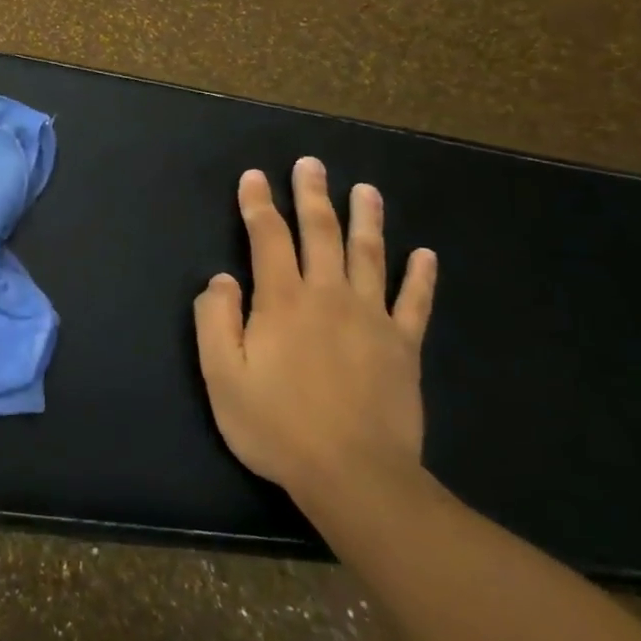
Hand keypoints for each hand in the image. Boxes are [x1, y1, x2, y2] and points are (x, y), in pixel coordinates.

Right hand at [193, 156, 437, 505]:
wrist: (355, 476)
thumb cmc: (277, 425)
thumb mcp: (221, 375)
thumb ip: (215, 319)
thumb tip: (221, 279)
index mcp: (282, 300)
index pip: (267, 236)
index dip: (258, 203)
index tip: (254, 177)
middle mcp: (328, 296)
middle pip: (321, 233)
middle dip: (313, 195)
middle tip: (311, 164)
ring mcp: (372, 318)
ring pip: (370, 255)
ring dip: (367, 219)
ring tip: (366, 190)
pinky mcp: (404, 346)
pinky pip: (415, 302)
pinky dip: (420, 276)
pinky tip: (425, 255)